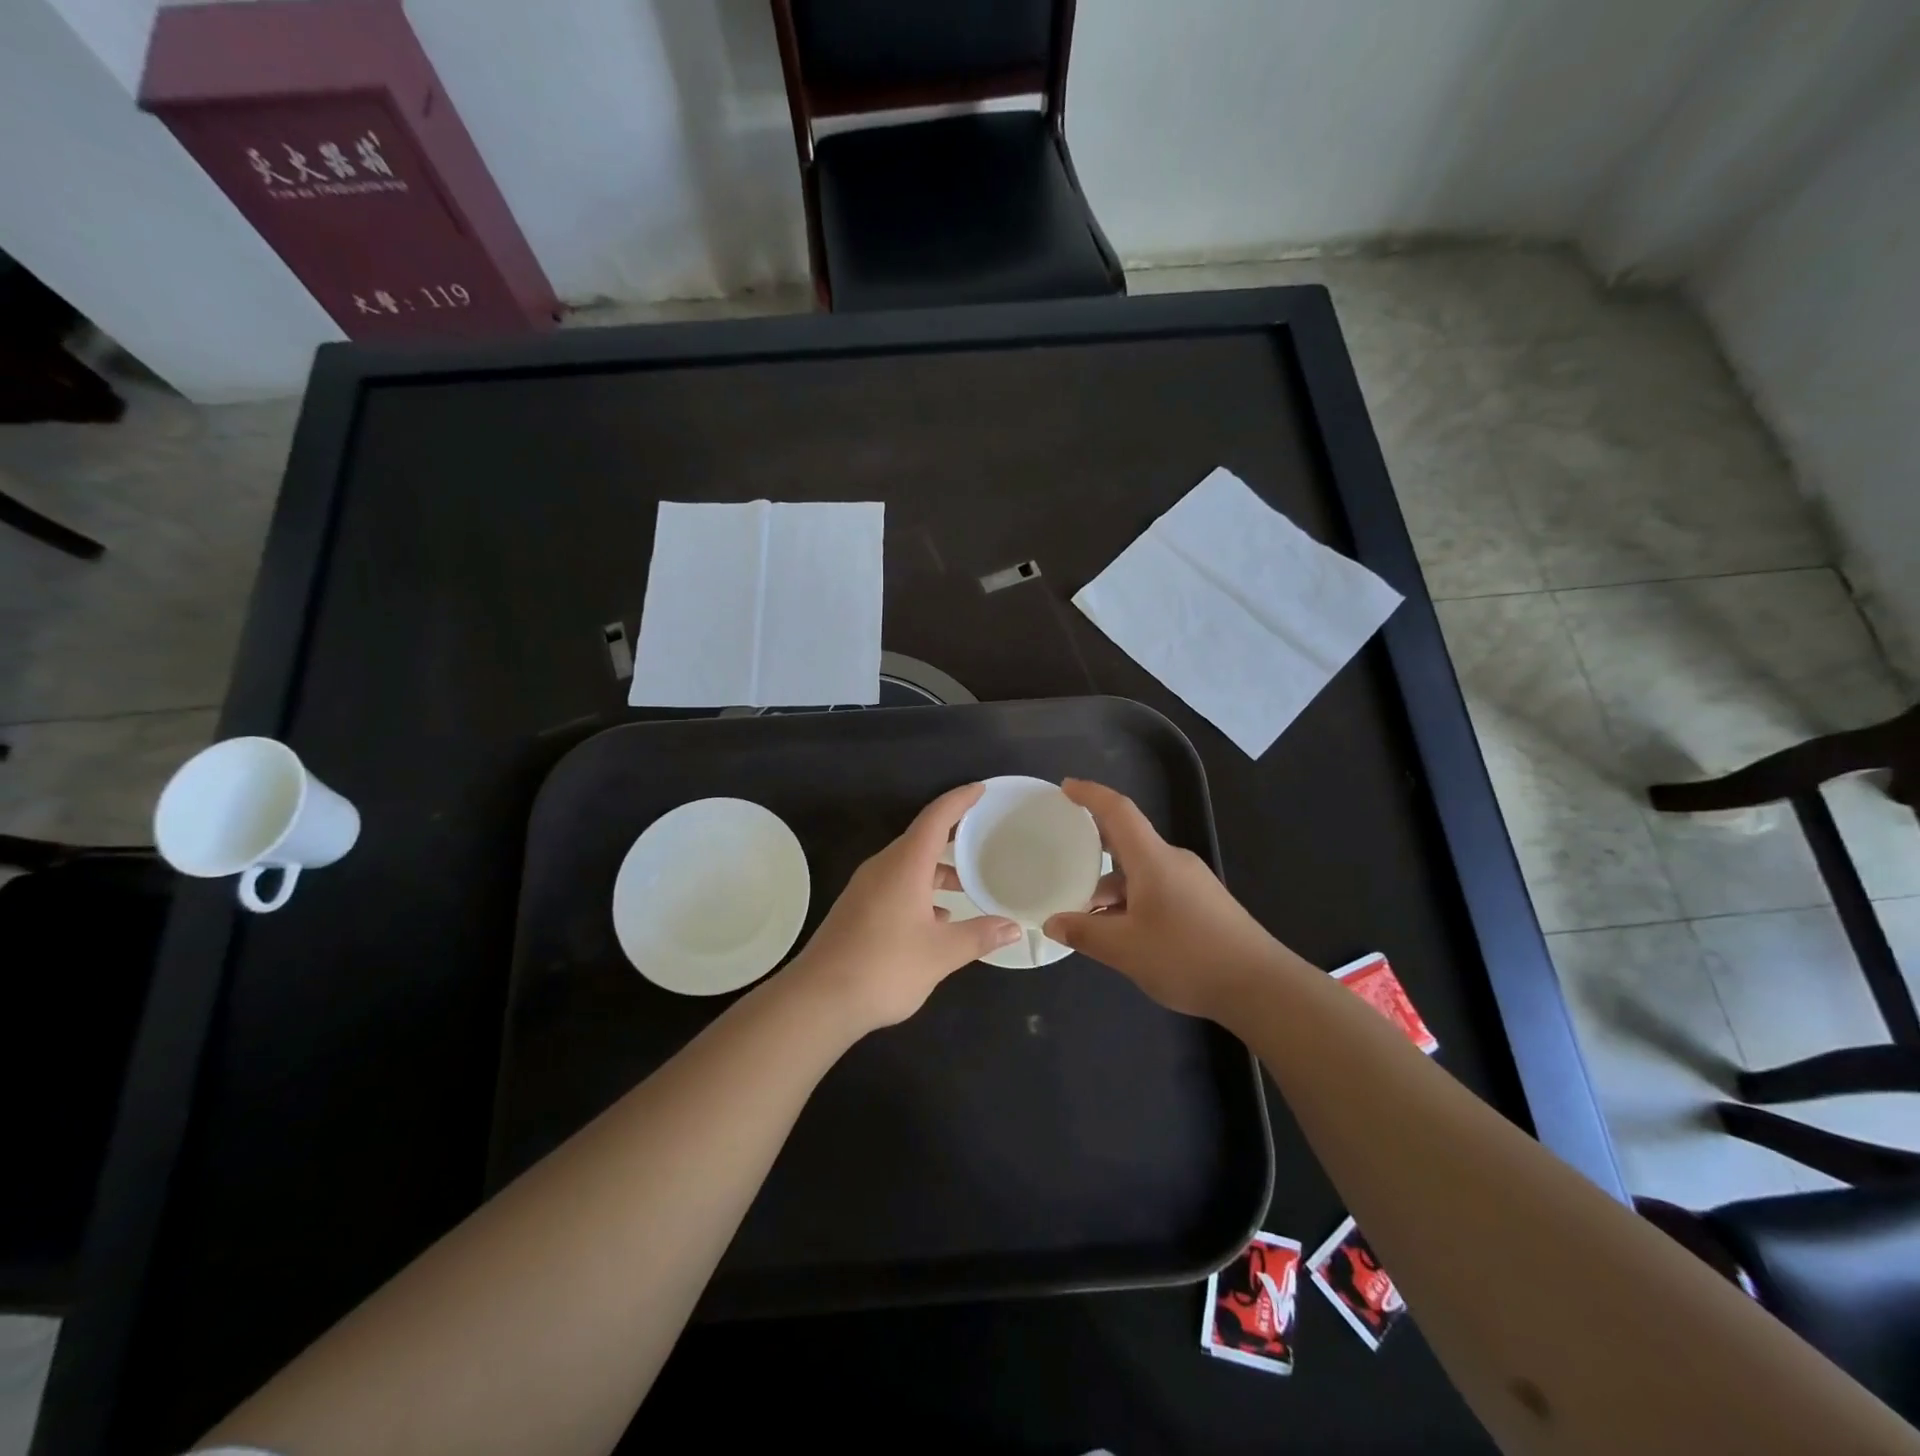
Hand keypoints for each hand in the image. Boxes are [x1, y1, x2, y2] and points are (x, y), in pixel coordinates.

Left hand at [788, 783, 1020, 1032]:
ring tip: (964, 887)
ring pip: (907, 866)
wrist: (818, 1000)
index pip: (935, 818)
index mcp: (904, 865)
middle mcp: (883, 868)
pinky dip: (919, 891)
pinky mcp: (856, 910)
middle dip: (952, 837)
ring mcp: (865, 889)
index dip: (959, 801)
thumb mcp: (941, 953)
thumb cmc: (884, 967)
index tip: (981, 789)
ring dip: (935, 871)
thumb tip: (1013, 927)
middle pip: (920, 840)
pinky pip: (895, 886)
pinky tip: (935, 919)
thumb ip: (979, 936)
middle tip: (981, 837)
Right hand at [1042, 779, 1280, 1018]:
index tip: (1066, 788)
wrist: (1261, 986)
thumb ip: (1084, 932)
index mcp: (1153, 859)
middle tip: (1065, 853)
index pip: (1118, 811)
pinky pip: (1158, 889)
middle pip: (1128, 841)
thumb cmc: (1187, 957)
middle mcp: (1173, 861)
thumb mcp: (1125, 949)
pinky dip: (1132, 901)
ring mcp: (1192, 883)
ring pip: (1142, 872)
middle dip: (1095, 845)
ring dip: (1112, 886)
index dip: (1090, 795)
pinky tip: (1122, 933)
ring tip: (1086, 915)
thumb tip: (1053, 922)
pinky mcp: (1204, 904)